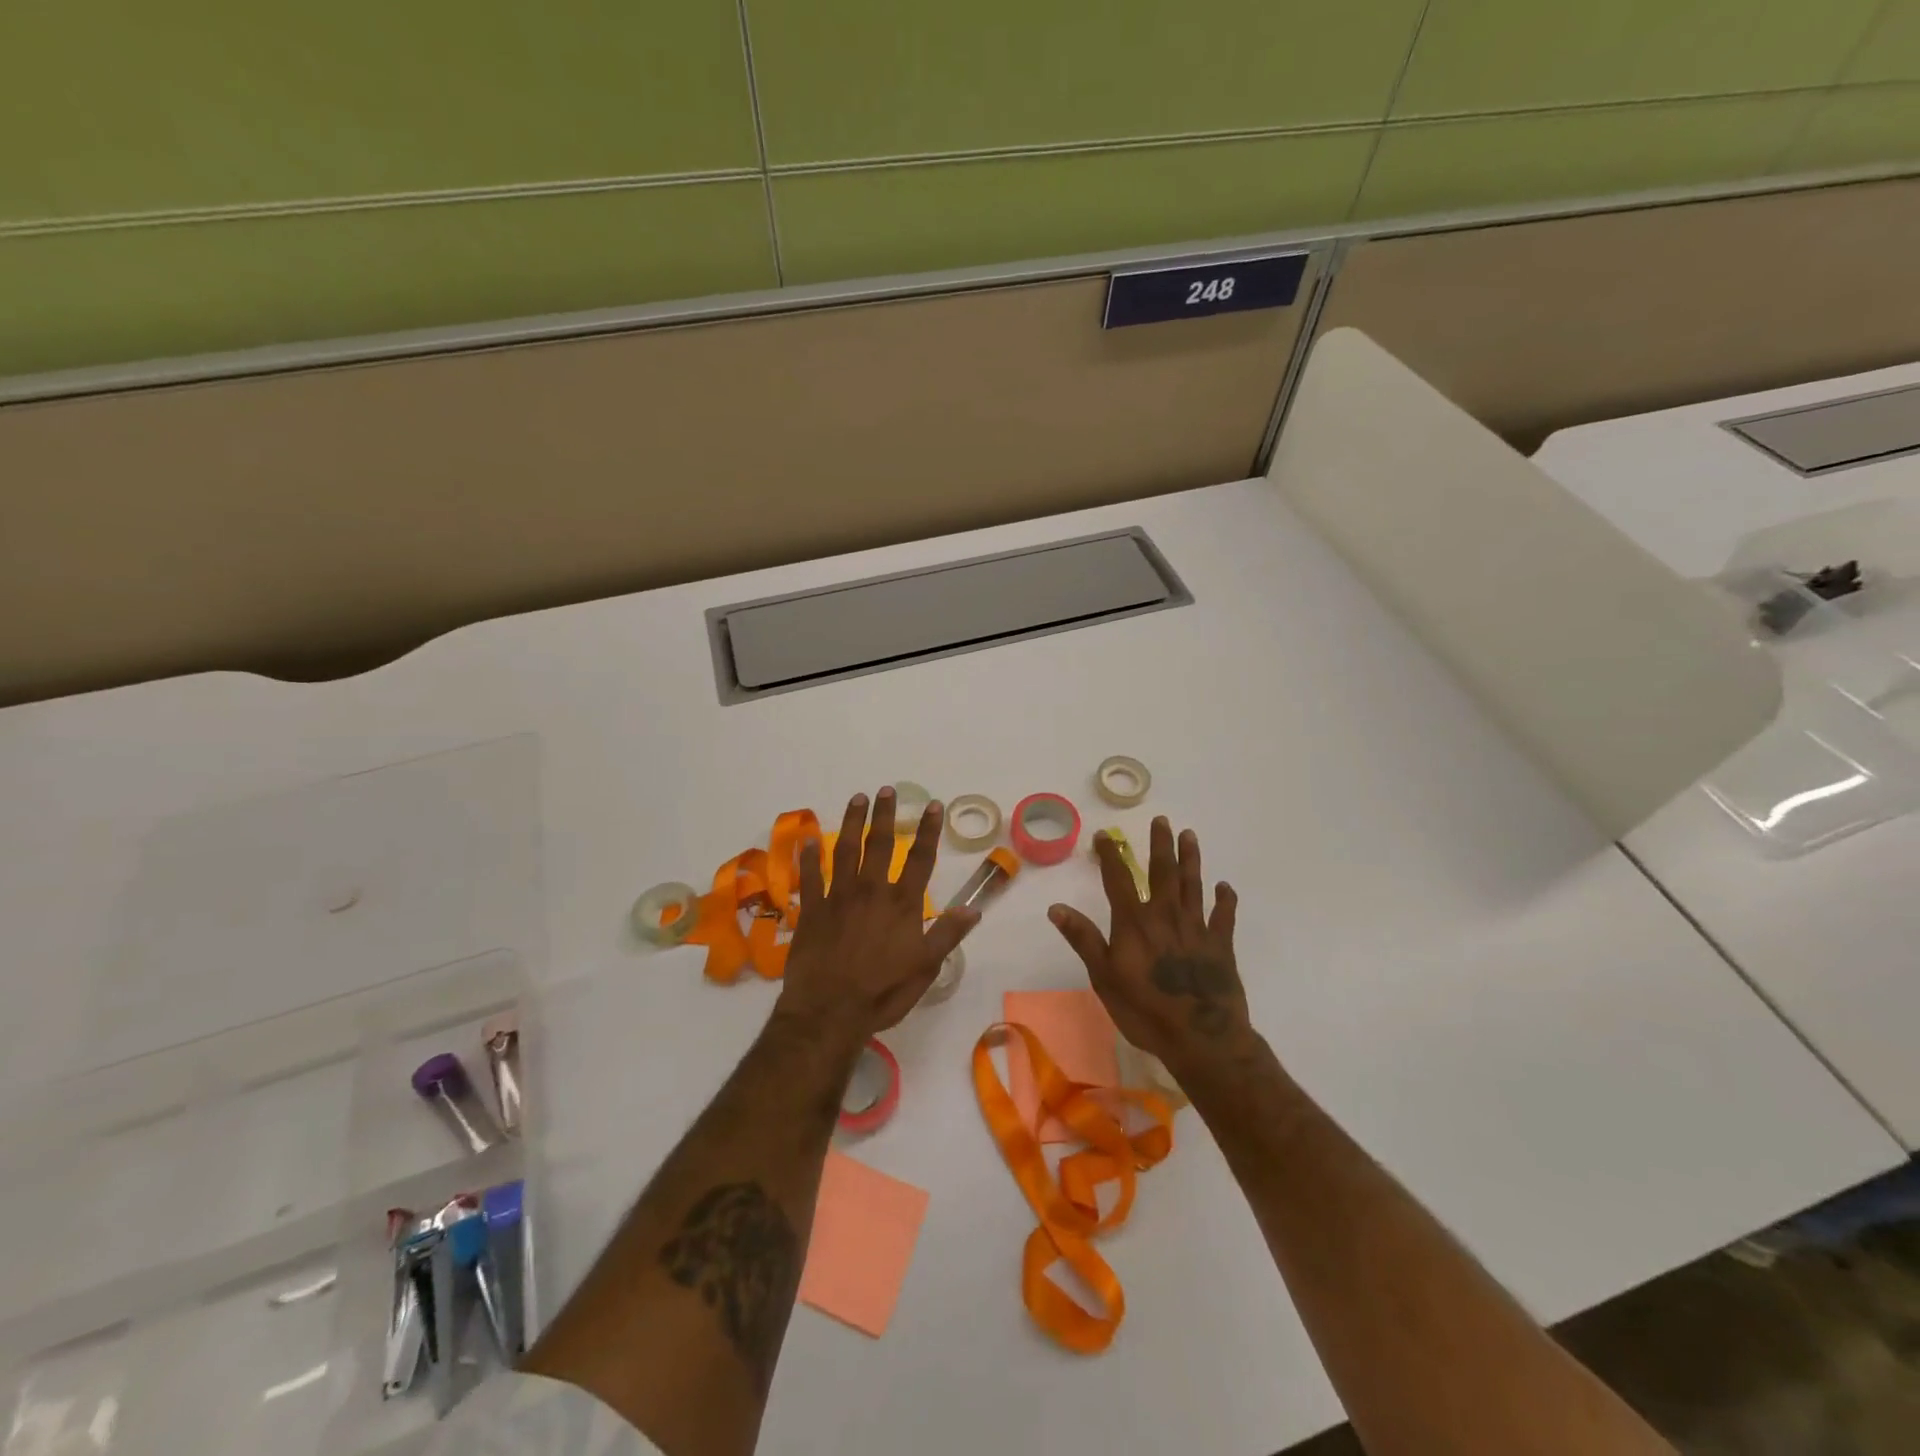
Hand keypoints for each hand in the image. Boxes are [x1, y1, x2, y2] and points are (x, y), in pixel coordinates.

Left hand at [776, 787, 977, 1044]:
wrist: (829, 1011)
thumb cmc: (883, 991)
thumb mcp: (926, 967)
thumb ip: (948, 934)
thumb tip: (973, 908)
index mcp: (902, 904)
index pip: (920, 858)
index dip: (927, 830)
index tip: (931, 805)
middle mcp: (871, 891)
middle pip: (880, 844)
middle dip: (885, 815)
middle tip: (886, 790)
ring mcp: (838, 897)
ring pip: (845, 850)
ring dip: (852, 822)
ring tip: (856, 799)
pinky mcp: (812, 910)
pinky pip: (810, 876)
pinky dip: (809, 857)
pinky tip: (809, 840)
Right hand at [1048, 817, 1249, 1071]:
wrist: (1201, 1037)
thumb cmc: (1145, 1009)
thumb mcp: (1104, 977)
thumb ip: (1083, 939)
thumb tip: (1056, 907)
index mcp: (1134, 922)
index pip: (1118, 879)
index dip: (1110, 855)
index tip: (1104, 835)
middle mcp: (1166, 915)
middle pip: (1163, 872)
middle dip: (1160, 844)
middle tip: (1163, 820)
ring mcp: (1197, 928)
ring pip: (1194, 884)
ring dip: (1191, 859)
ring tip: (1190, 836)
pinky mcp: (1221, 945)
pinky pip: (1224, 916)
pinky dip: (1225, 899)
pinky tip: (1225, 887)